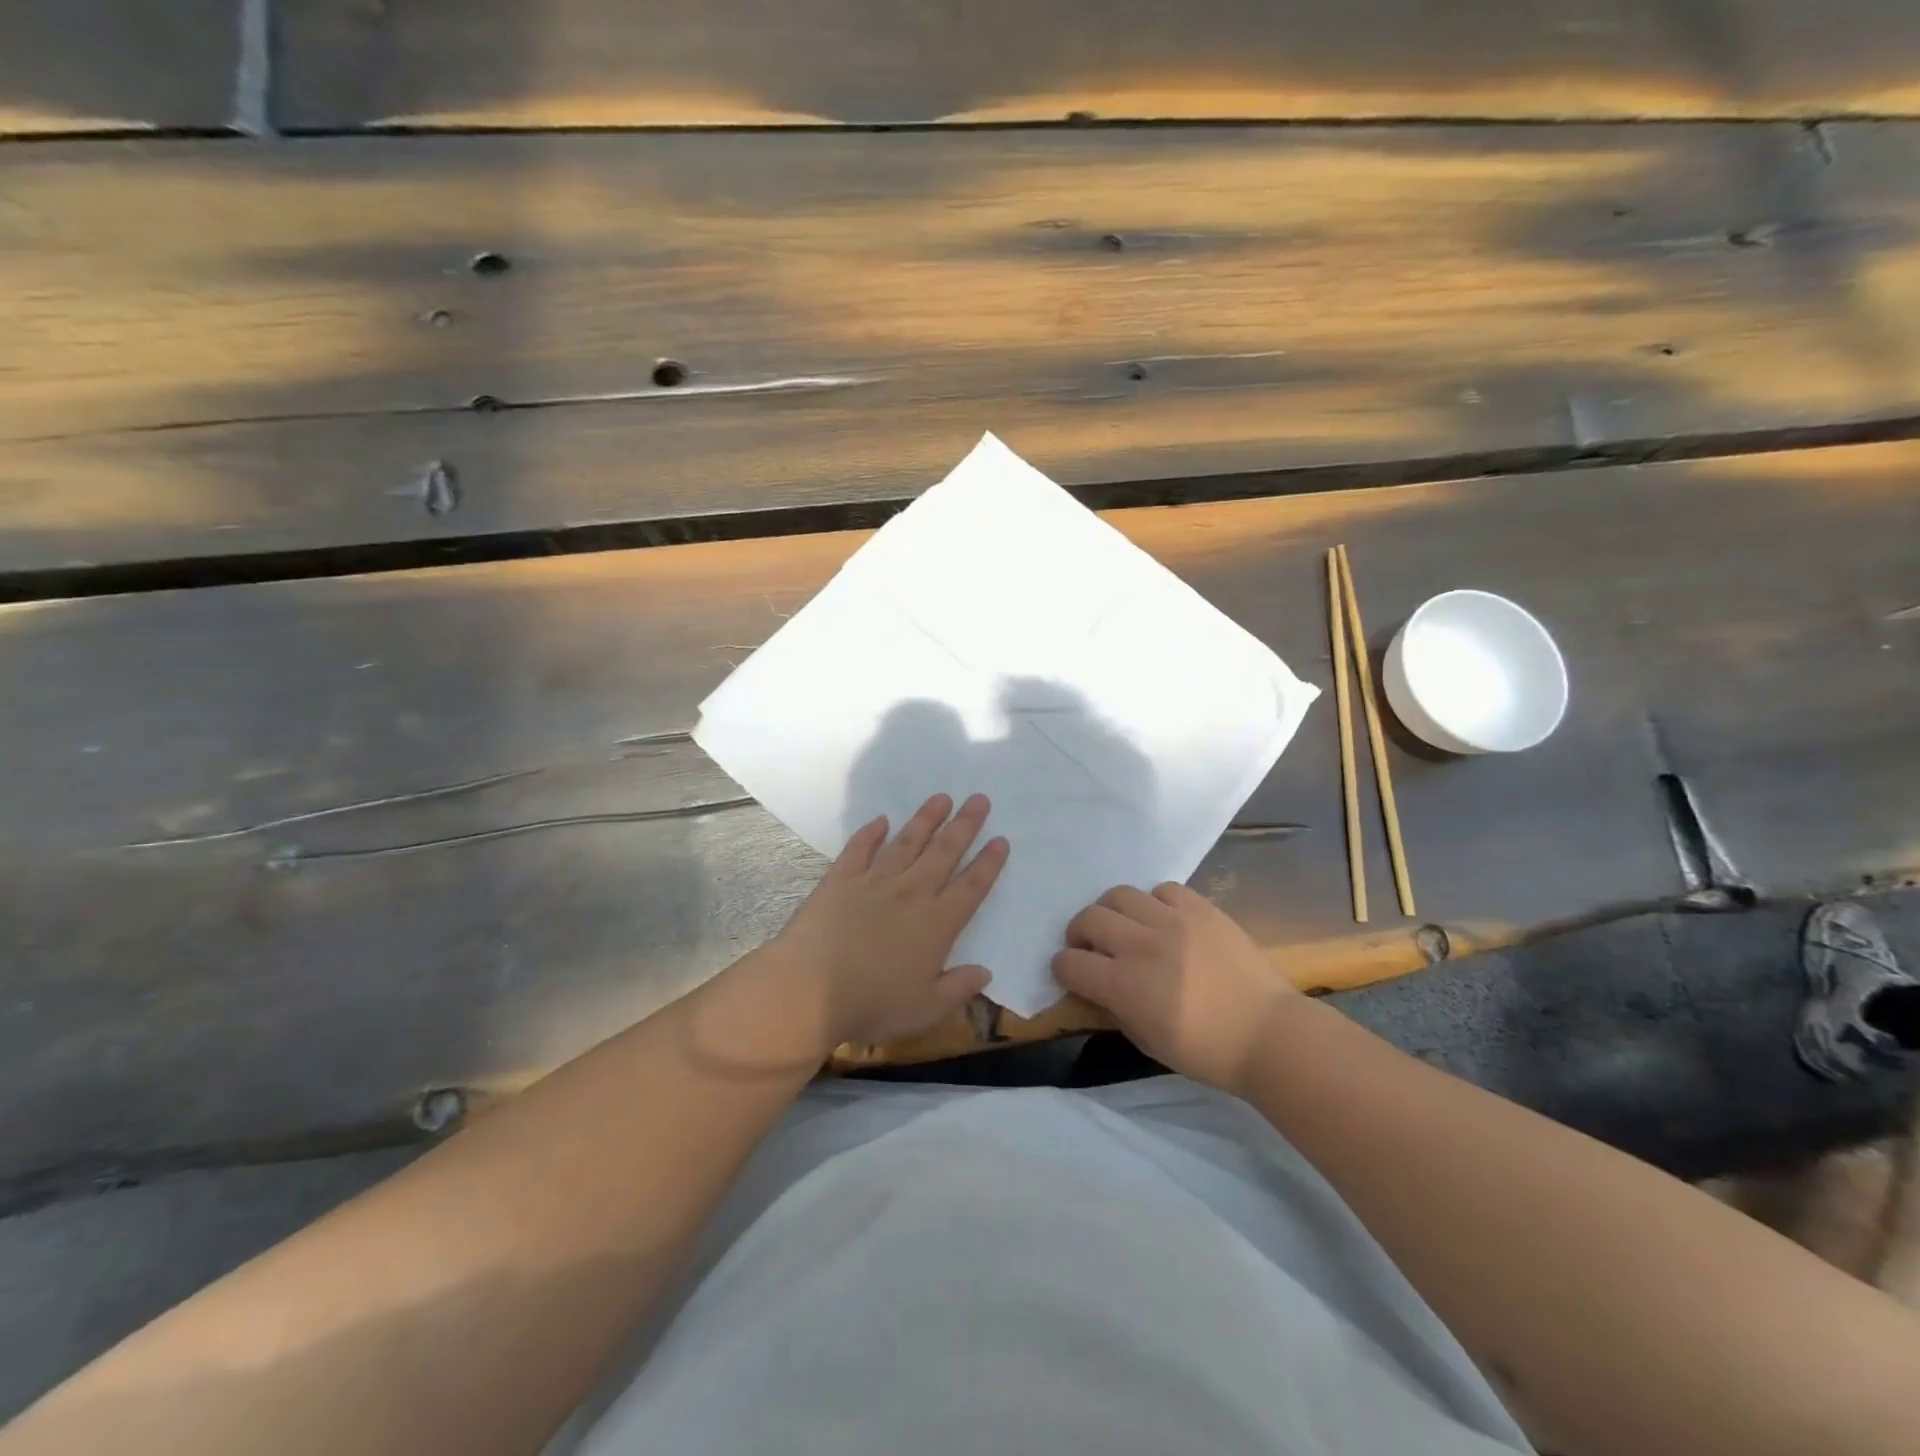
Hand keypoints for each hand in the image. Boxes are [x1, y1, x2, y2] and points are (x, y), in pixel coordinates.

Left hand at [773, 793, 1007, 1047]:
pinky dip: (870, 833)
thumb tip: (985, 971)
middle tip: (979, 799)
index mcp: (936, 924)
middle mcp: (910, 893)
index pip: (971, 887)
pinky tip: (881, 820)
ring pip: (907, 842)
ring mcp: (873, 882)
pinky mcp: (840, 880)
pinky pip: (859, 849)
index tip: (1001, 840)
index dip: (988, 863)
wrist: (808, 990)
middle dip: (965, 825)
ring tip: (941, 798)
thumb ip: (958, 988)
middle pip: (944, 852)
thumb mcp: (925, 1010)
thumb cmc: (871, 1004)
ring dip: (926, 819)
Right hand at [1052, 882, 1302, 1092]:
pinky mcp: (1201, 908)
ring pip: (1119, 894)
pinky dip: (1153, 903)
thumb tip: (1097, 989)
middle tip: (1091, 948)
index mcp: (1125, 985)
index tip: (1070, 974)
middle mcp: (1142, 944)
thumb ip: (1114, 1010)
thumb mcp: (1147, 1042)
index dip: (1063, 969)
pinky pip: (1163, 890)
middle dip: (1079, 934)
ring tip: (1124, 928)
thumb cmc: (1207, 1052)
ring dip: (1111, 912)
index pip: (1070, 963)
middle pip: (1088, 918)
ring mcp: (1173, 920)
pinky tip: (1162, 920)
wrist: (1269, 1035)